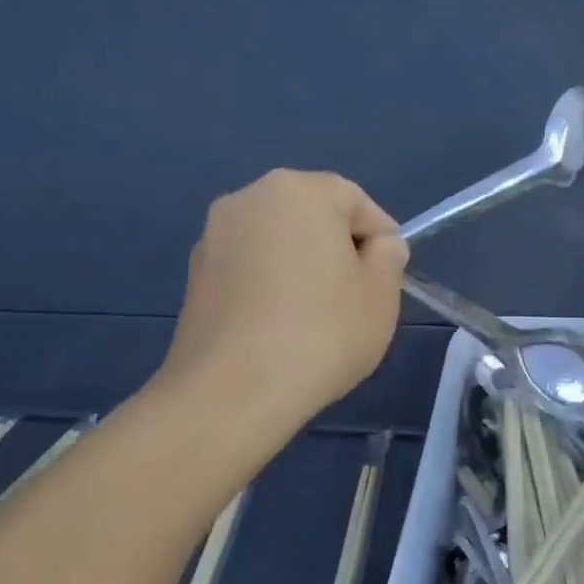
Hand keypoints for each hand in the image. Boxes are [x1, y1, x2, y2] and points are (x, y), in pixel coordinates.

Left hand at [160, 170, 408, 426]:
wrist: (232, 393)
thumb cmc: (321, 334)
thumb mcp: (381, 294)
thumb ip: (389, 256)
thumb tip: (376, 246)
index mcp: (299, 190)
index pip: (357, 202)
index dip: (380, 241)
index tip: (384, 284)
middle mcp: (249, 198)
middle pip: (313, 215)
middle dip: (337, 250)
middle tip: (352, 300)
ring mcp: (214, 236)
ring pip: (278, 242)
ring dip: (301, 268)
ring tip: (312, 320)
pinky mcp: (195, 274)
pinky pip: (250, 268)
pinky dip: (269, 286)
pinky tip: (277, 329)